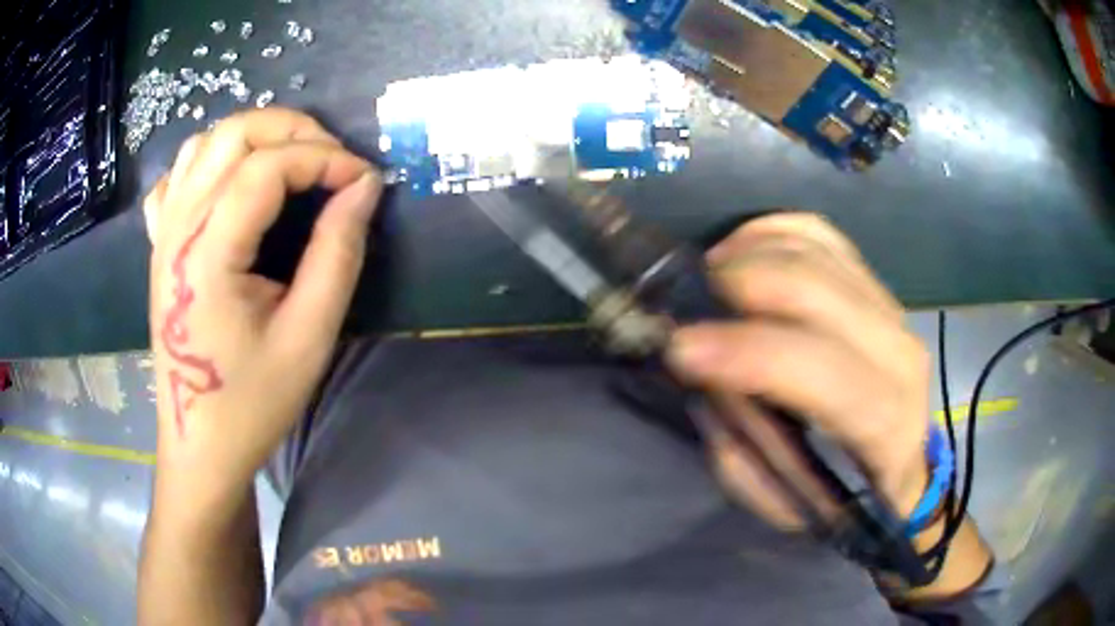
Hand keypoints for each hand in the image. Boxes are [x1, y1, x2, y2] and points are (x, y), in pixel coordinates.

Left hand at [143, 108, 381, 501]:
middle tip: (332, 160)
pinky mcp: (159, 245)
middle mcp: (178, 228)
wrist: (199, 443)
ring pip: (204, 143)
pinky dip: (210, 162)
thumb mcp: (308, 336)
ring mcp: (162, 232)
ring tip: (290, 163)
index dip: (324, 158)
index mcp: (208, 253)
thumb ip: (337, 253)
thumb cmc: (252, 401)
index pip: (268, 166)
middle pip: (233, 134)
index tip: (364, 180)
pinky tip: (230, 185)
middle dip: (292, 130)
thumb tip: (364, 188)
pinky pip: (177, 177)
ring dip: (254, 138)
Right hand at [668, 214, 930, 529]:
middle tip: (689, 302)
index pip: (821, 371)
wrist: (903, 459)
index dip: (749, 353)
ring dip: (749, 254)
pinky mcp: (873, 281)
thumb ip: (749, 458)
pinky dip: (770, 230)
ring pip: (813, 249)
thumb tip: (710, 387)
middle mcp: (896, 349)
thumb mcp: (792, 506)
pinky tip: (739, 249)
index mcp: (884, 419)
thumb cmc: (850, 493)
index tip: (682, 348)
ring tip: (710, 279)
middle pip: (815, 289)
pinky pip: (818, 233)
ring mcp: (888, 305)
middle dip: (740, 284)